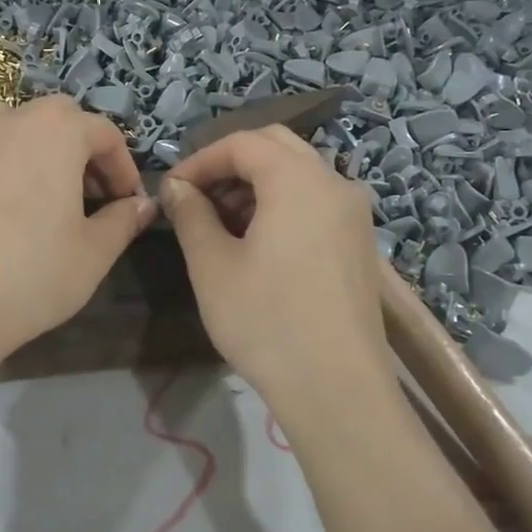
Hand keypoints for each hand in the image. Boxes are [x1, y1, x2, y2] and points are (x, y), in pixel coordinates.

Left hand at [0, 96, 156, 368]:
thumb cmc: (34, 274)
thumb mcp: (95, 252)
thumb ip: (124, 220)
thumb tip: (141, 205)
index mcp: (58, 130)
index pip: (105, 133)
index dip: (124, 167)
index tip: (129, 203)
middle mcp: (10, 120)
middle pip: (57, 116)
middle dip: (80, 147)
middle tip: (90, 194)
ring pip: (6, 121)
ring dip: (29, 141)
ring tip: (39, 184)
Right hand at [160, 127, 388, 400]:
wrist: (337, 389)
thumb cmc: (266, 322)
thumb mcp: (212, 265)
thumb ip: (191, 214)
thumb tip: (177, 187)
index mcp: (299, 179)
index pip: (243, 142)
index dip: (201, 159)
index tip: (172, 189)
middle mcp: (334, 183)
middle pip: (276, 147)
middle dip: (230, 165)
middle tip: (196, 198)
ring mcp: (354, 213)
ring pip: (298, 173)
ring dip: (256, 184)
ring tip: (221, 223)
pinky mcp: (359, 242)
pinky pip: (315, 201)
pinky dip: (281, 204)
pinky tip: (257, 243)